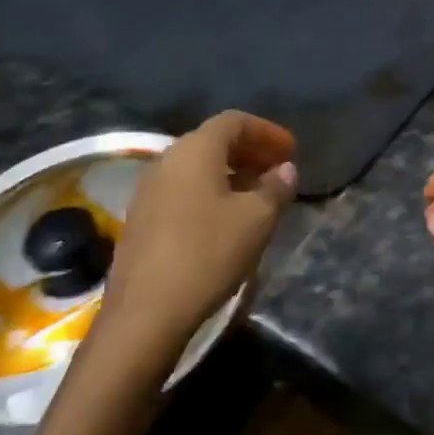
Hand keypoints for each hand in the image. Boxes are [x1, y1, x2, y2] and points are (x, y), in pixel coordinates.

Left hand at [102, 111, 297, 349]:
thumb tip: (285, 169)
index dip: (266, 131)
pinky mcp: (142, 219)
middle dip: (250, 151)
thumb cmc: (208, 254)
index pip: (234, 121)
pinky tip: (228, 218)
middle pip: (213, 141)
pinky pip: (183, 190)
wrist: (146, 313)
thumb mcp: (257, 219)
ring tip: (259, 195)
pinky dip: (211, 192)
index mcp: (195, 150)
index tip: (291, 150)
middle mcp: (167, 160)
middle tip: (279, 170)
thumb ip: (276, 188)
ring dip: (231, 173)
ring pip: (197, 168)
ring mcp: (149, 190)